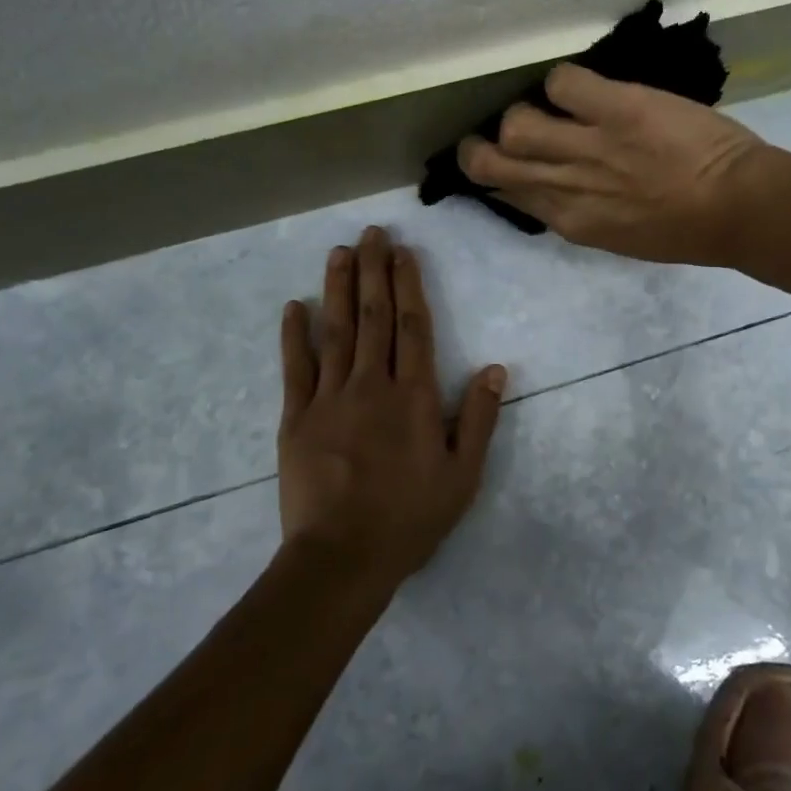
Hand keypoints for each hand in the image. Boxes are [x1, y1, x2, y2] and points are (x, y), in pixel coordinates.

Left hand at [278, 227, 506, 588]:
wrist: (342, 558)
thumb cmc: (410, 518)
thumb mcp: (462, 475)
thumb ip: (479, 418)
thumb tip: (496, 368)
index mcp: (414, 396)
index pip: (413, 326)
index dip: (408, 284)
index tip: (403, 252)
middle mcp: (372, 385)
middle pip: (374, 317)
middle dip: (374, 271)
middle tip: (371, 233)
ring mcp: (330, 398)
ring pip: (336, 331)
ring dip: (338, 288)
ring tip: (339, 252)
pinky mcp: (297, 418)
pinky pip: (296, 368)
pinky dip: (295, 335)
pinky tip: (294, 306)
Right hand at [456, 62, 774, 265]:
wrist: (739, 209)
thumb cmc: (689, 231)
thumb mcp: (622, 235)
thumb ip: (583, 210)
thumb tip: (558, 187)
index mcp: (570, 221)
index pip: (507, 194)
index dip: (498, 177)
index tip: (505, 164)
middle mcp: (564, 185)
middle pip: (488, 162)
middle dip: (481, 147)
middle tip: (497, 134)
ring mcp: (586, 146)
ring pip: (515, 123)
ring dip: (526, 112)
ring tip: (550, 109)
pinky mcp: (613, 109)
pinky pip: (562, 82)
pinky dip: (566, 83)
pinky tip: (586, 90)